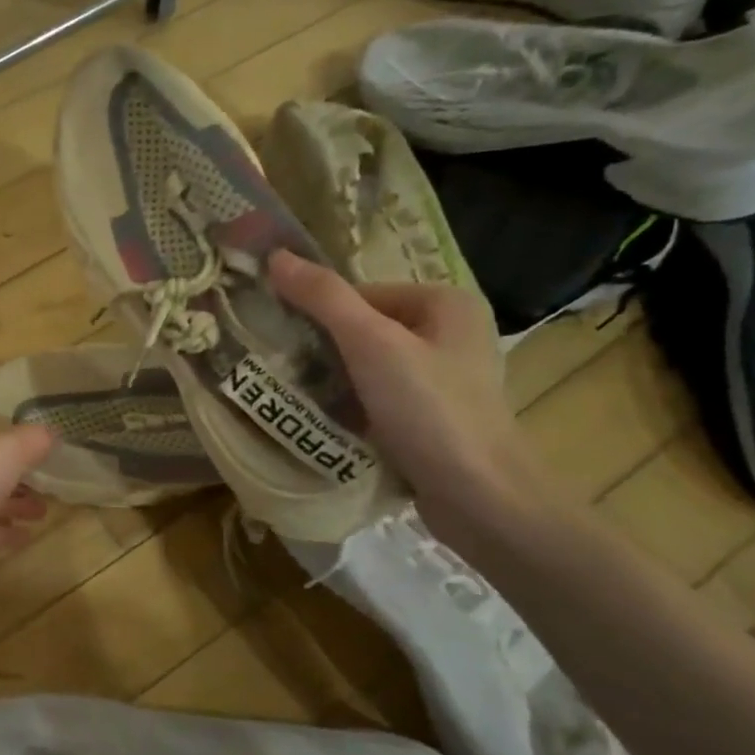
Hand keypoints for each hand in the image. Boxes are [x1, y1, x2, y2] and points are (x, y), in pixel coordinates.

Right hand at [268, 250, 552, 539]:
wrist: (480, 498)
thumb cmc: (429, 410)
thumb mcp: (371, 344)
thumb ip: (324, 298)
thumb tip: (275, 256)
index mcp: (444, 301)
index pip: (360, 294)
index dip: (318, 316)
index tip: (282, 344)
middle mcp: (449, 332)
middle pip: (363, 329)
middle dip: (323, 351)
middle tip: (285, 373)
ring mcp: (443, 378)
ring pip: (368, 366)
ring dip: (333, 381)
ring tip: (299, 399)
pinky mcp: (433, 416)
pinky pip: (379, 397)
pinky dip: (353, 406)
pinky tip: (330, 423)